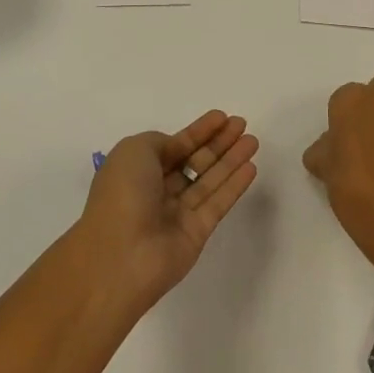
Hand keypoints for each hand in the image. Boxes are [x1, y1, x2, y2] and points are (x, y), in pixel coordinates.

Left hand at [78, 110, 259, 311]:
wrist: (120, 255)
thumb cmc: (122, 194)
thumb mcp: (133, 150)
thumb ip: (161, 143)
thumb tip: (179, 149)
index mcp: (137, 170)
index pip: (174, 146)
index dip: (198, 131)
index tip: (222, 117)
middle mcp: (157, 190)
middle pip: (194, 161)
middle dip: (218, 143)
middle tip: (242, 125)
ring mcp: (177, 213)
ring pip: (209, 180)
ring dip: (231, 160)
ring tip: (253, 141)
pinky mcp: (197, 233)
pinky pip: (218, 203)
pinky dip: (234, 185)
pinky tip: (250, 167)